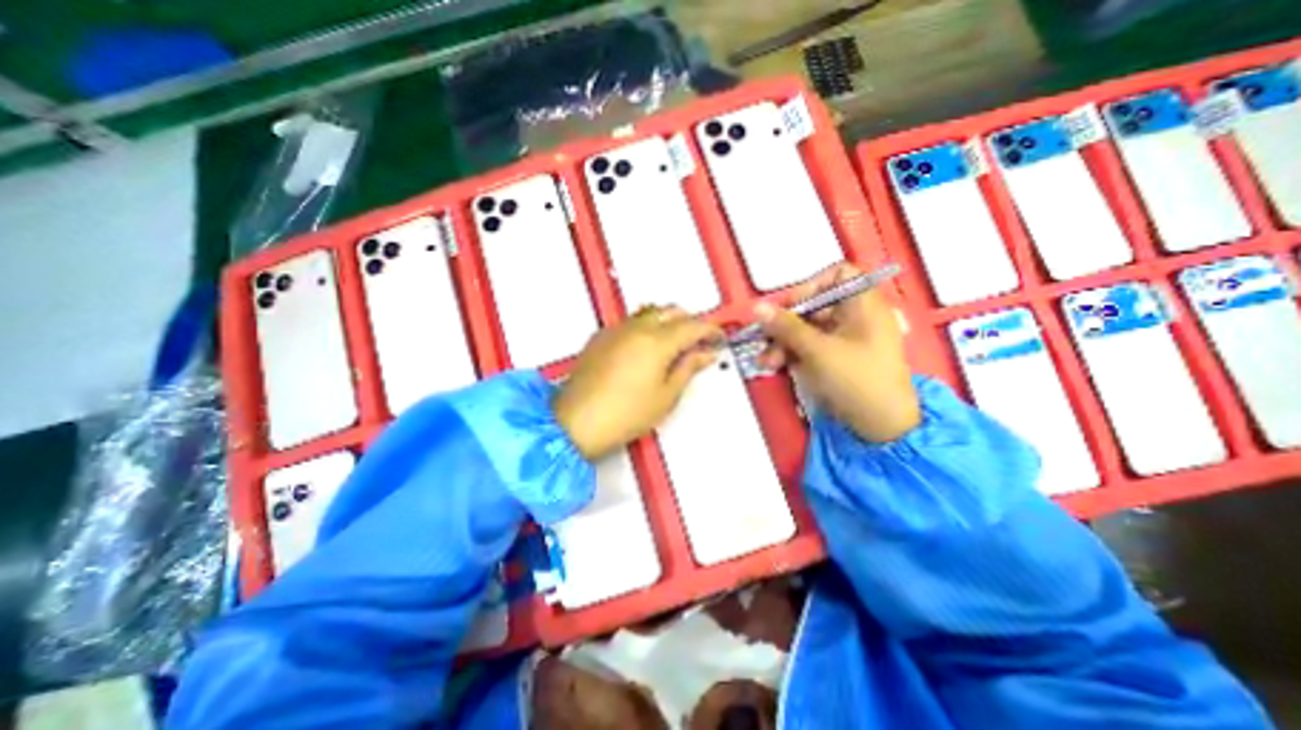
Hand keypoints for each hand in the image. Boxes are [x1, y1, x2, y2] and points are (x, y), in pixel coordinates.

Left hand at [552, 304, 720, 459]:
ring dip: (667, 321)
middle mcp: (636, 328)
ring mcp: (616, 330)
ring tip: (673, 344)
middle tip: (698, 342)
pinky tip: (645, 348)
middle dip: (689, 321)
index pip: (693, 326)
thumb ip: (688, 368)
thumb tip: (705, 353)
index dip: (710, 330)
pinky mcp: (601, 336)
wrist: (577, 422)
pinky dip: (645, 326)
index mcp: (657, 342)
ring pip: (649, 312)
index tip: (719, 338)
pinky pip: (630, 322)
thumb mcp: (666, 396)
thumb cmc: (625, 414)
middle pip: (671, 311)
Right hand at [754, 267, 924, 440]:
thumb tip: (757, 307)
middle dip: (785, 323)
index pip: (838, 275)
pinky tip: (775, 365)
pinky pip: (809, 347)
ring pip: (807, 329)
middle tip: (764, 338)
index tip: (788, 305)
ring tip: (766, 361)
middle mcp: (855, 316)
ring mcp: (845, 339)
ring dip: (783, 342)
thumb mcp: (817, 350)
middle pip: (814, 306)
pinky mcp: (836, 358)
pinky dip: (792, 354)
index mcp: (863, 304)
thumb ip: (785, 326)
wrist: (881, 426)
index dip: (811, 286)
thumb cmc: (857, 380)